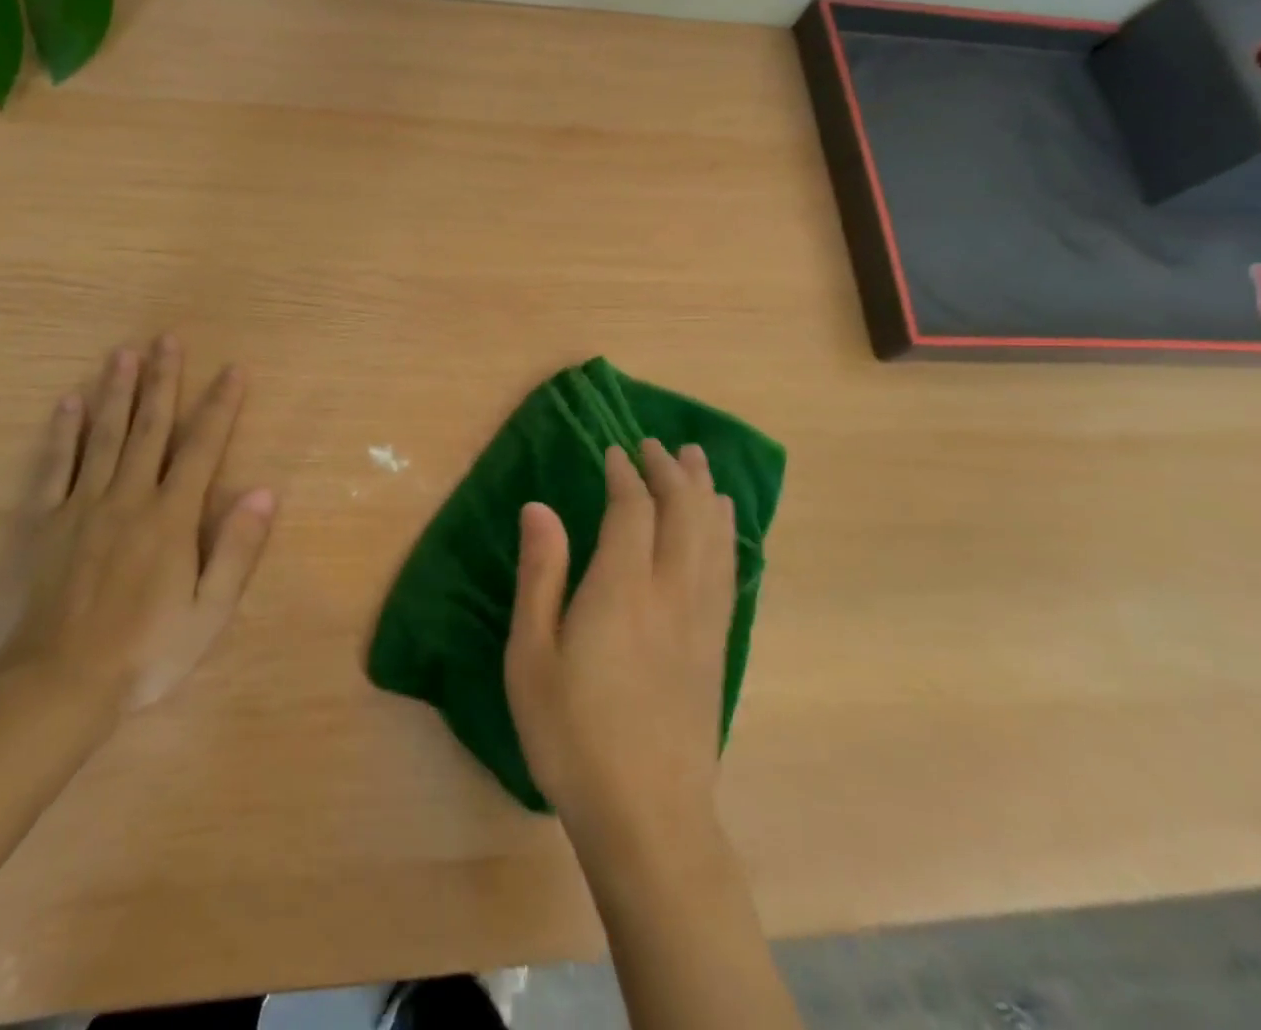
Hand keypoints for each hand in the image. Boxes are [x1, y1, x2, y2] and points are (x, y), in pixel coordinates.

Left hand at [0, 335, 276, 727]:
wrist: (58, 689)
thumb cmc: (145, 652)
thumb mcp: (209, 612)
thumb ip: (237, 549)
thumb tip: (265, 492)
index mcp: (171, 517)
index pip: (203, 447)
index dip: (221, 406)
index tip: (233, 370)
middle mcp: (128, 498)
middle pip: (150, 427)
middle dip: (163, 381)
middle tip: (167, 339)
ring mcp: (81, 506)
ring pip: (104, 436)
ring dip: (116, 391)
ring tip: (124, 353)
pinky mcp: (43, 523)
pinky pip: (53, 467)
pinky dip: (63, 433)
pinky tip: (68, 403)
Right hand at [505, 440, 735, 845]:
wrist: (648, 817)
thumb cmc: (572, 735)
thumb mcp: (531, 656)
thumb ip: (540, 575)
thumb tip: (539, 507)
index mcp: (621, 589)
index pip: (632, 510)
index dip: (625, 474)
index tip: (615, 452)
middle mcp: (670, 593)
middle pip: (683, 513)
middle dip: (671, 472)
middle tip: (658, 444)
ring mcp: (702, 621)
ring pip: (713, 537)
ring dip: (705, 493)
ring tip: (699, 463)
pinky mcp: (717, 647)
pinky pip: (728, 571)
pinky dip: (726, 534)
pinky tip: (724, 527)